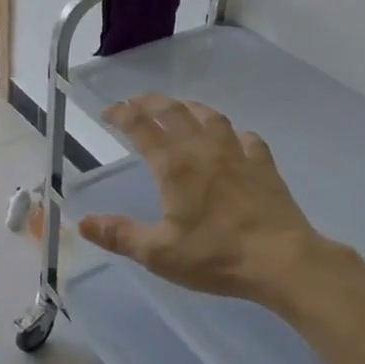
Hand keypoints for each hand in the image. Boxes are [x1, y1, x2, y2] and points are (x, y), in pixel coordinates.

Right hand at [77, 95, 343, 308]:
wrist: (282, 260)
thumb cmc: (216, 256)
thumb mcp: (159, 254)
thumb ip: (120, 236)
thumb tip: (82, 223)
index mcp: (174, 166)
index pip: (142, 127)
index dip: (122, 114)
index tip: (108, 111)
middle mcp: (204, 150)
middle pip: (174, 112)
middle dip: (151, 103)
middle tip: (135, 103)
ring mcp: (238, 154)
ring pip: (211, 117)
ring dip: (190, 108)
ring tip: (180, 110)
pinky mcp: (264, 166)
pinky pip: (247, 138)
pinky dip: (233, 133)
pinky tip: (233, 139)